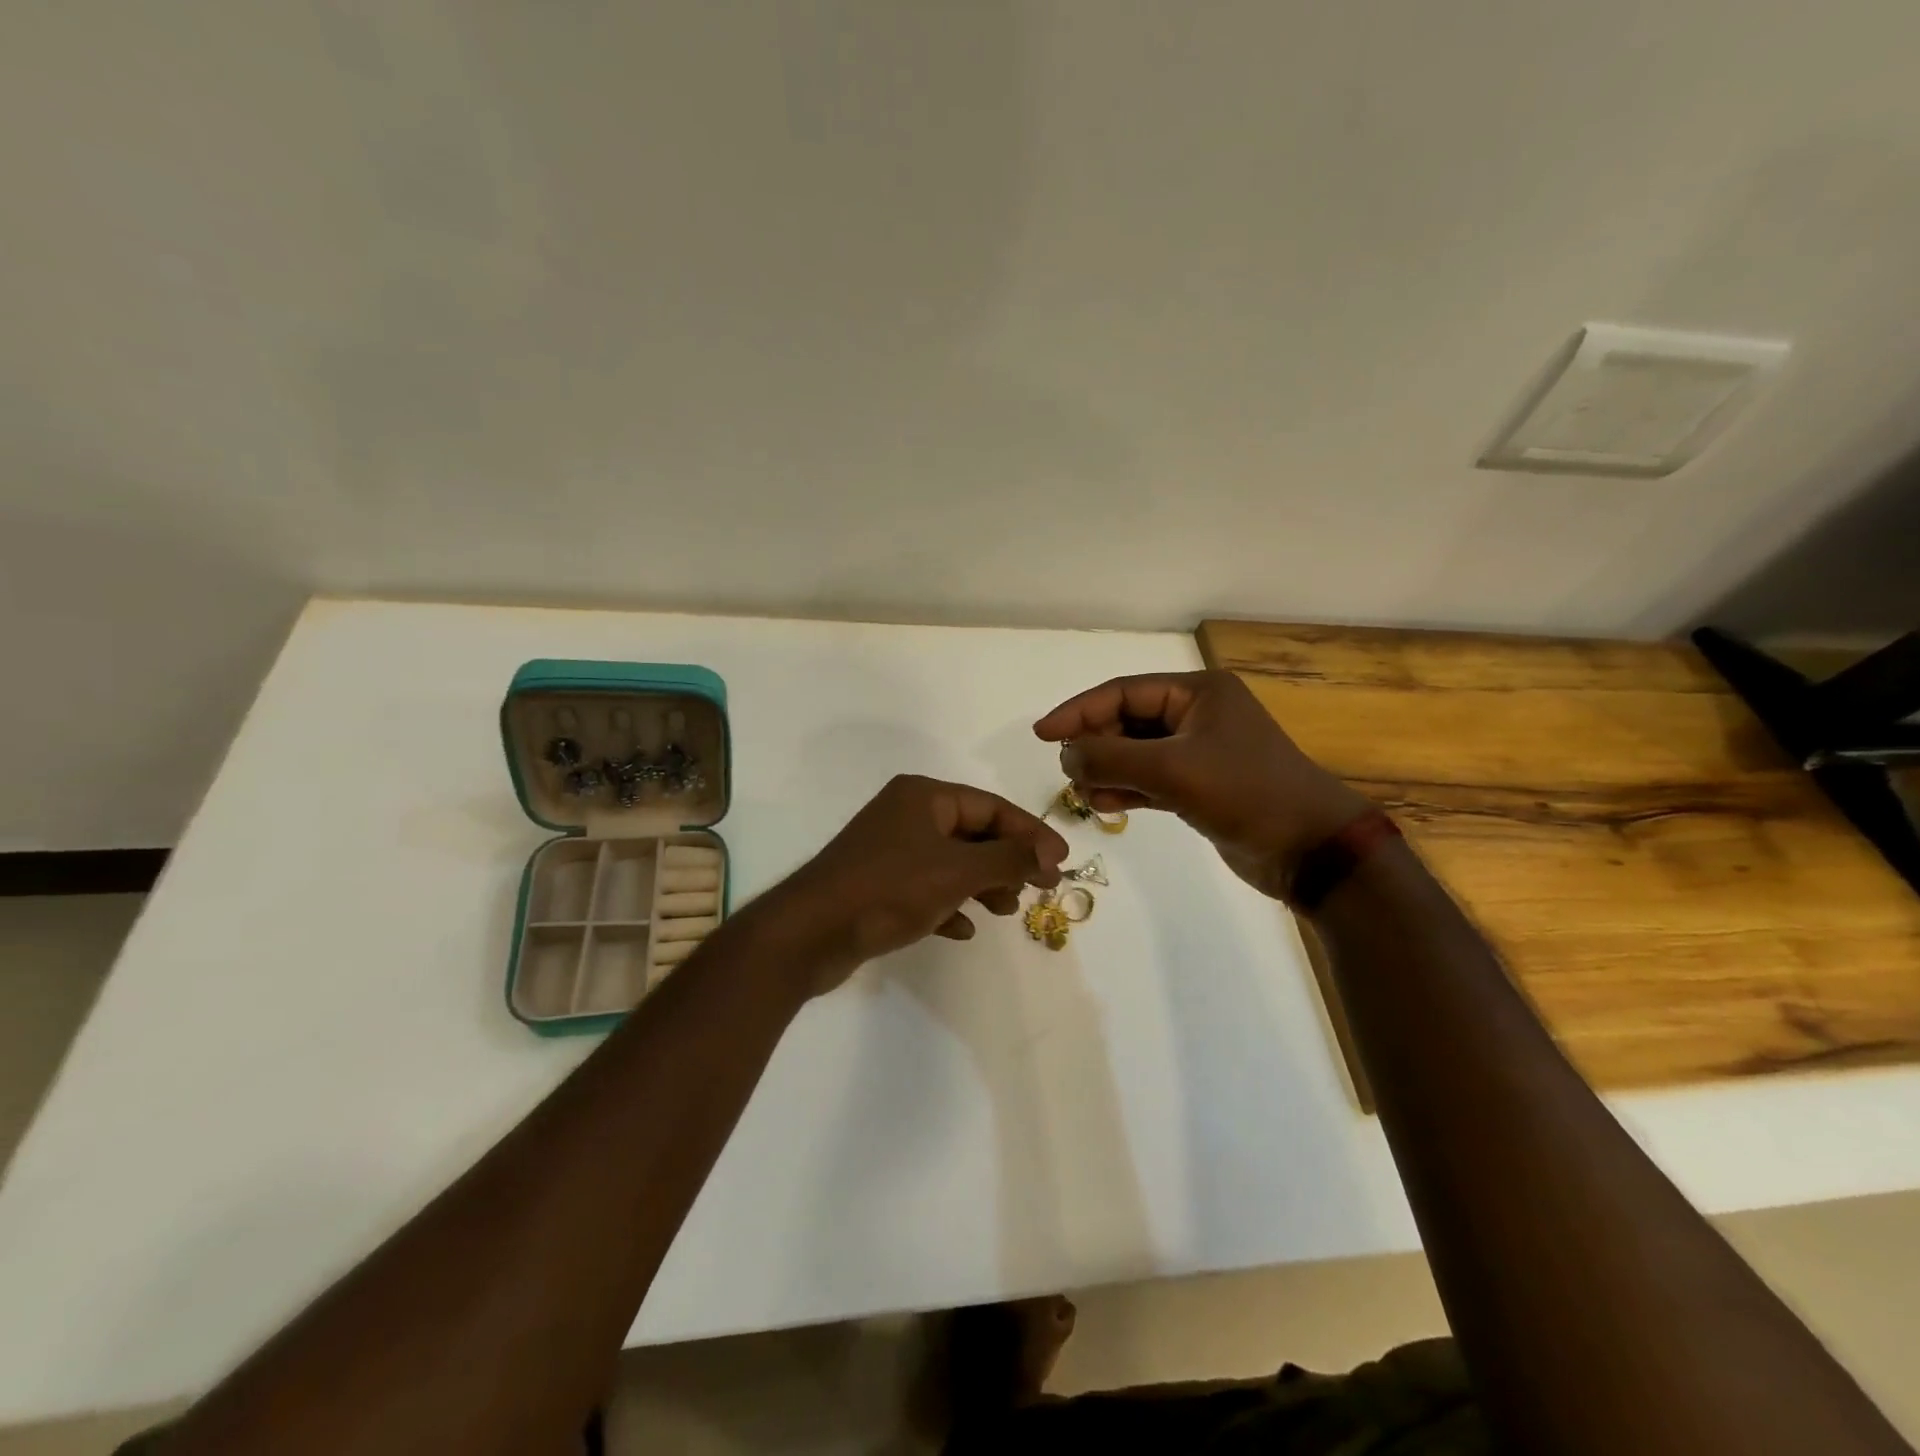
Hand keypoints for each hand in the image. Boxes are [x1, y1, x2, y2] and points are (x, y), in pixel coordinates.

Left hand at [760, 775, 1068, 996]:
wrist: (810, 932)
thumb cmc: (889, 889)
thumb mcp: (958, 871)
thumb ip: (1008, 858)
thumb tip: (1049, 854)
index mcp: (924, 797)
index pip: (992, 807)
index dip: (1031, 833)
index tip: (1061, 863)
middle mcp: (906, 814)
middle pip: (973, 833)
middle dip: (1008, 861)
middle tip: (1038, 889)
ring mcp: (890, 850)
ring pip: (952, 862)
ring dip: (983, 884)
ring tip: (1006, 911)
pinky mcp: (878, 884)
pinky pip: (927, 888)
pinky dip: (950, 904)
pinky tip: (963, 930)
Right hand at [1033, 670, 1371, 900]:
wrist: (1310, 849)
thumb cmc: (1245, 793)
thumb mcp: (1172, 769)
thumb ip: (1111, 757)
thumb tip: (1066, 755)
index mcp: (1197, 692)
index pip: (1122, 692)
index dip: (1078, 711)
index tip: (1041, 734)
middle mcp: (1197, 715)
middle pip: (1126, 722)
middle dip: (1095, 746)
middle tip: (1070, 773)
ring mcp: (1199, 752)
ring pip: (1135, 753)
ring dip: (1108, 772)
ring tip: (1088, 795)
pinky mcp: (1200, 786)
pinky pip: (1150, 780)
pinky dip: (1127, 791)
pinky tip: (1108, 807)